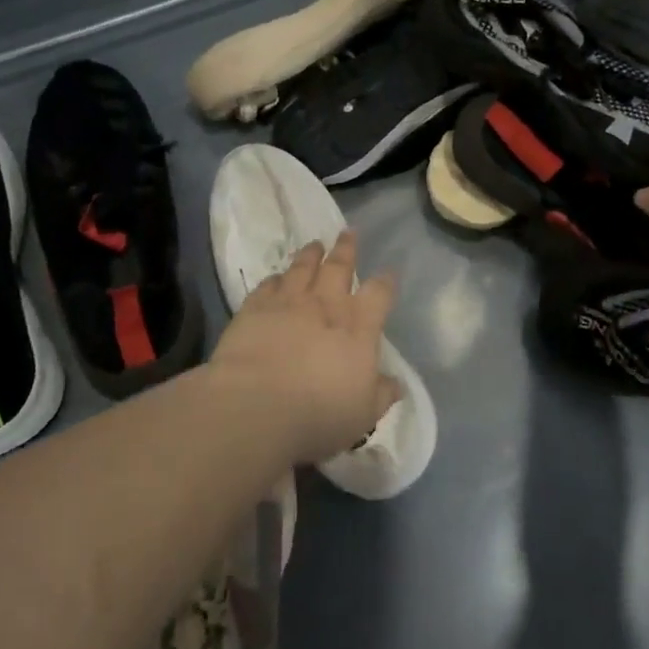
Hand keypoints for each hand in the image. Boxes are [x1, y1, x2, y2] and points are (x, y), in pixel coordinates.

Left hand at [206, 232, 398, 465]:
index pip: (379, 294)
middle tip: (349, 233)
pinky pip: (267, 284)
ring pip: (302, 267)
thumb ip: (381, 394)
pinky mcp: (253, 308)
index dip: (386, 282)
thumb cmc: (318, 415)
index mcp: (359, 327)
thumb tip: (395, 384)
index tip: (389, 272)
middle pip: (339, 266)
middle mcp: (326, 305)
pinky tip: (276, 277)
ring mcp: (288, 302)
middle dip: (346, 249)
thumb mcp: (363, 414)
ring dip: (311, 254)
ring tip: (315, 244)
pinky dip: (275, 278)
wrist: (255, 408)